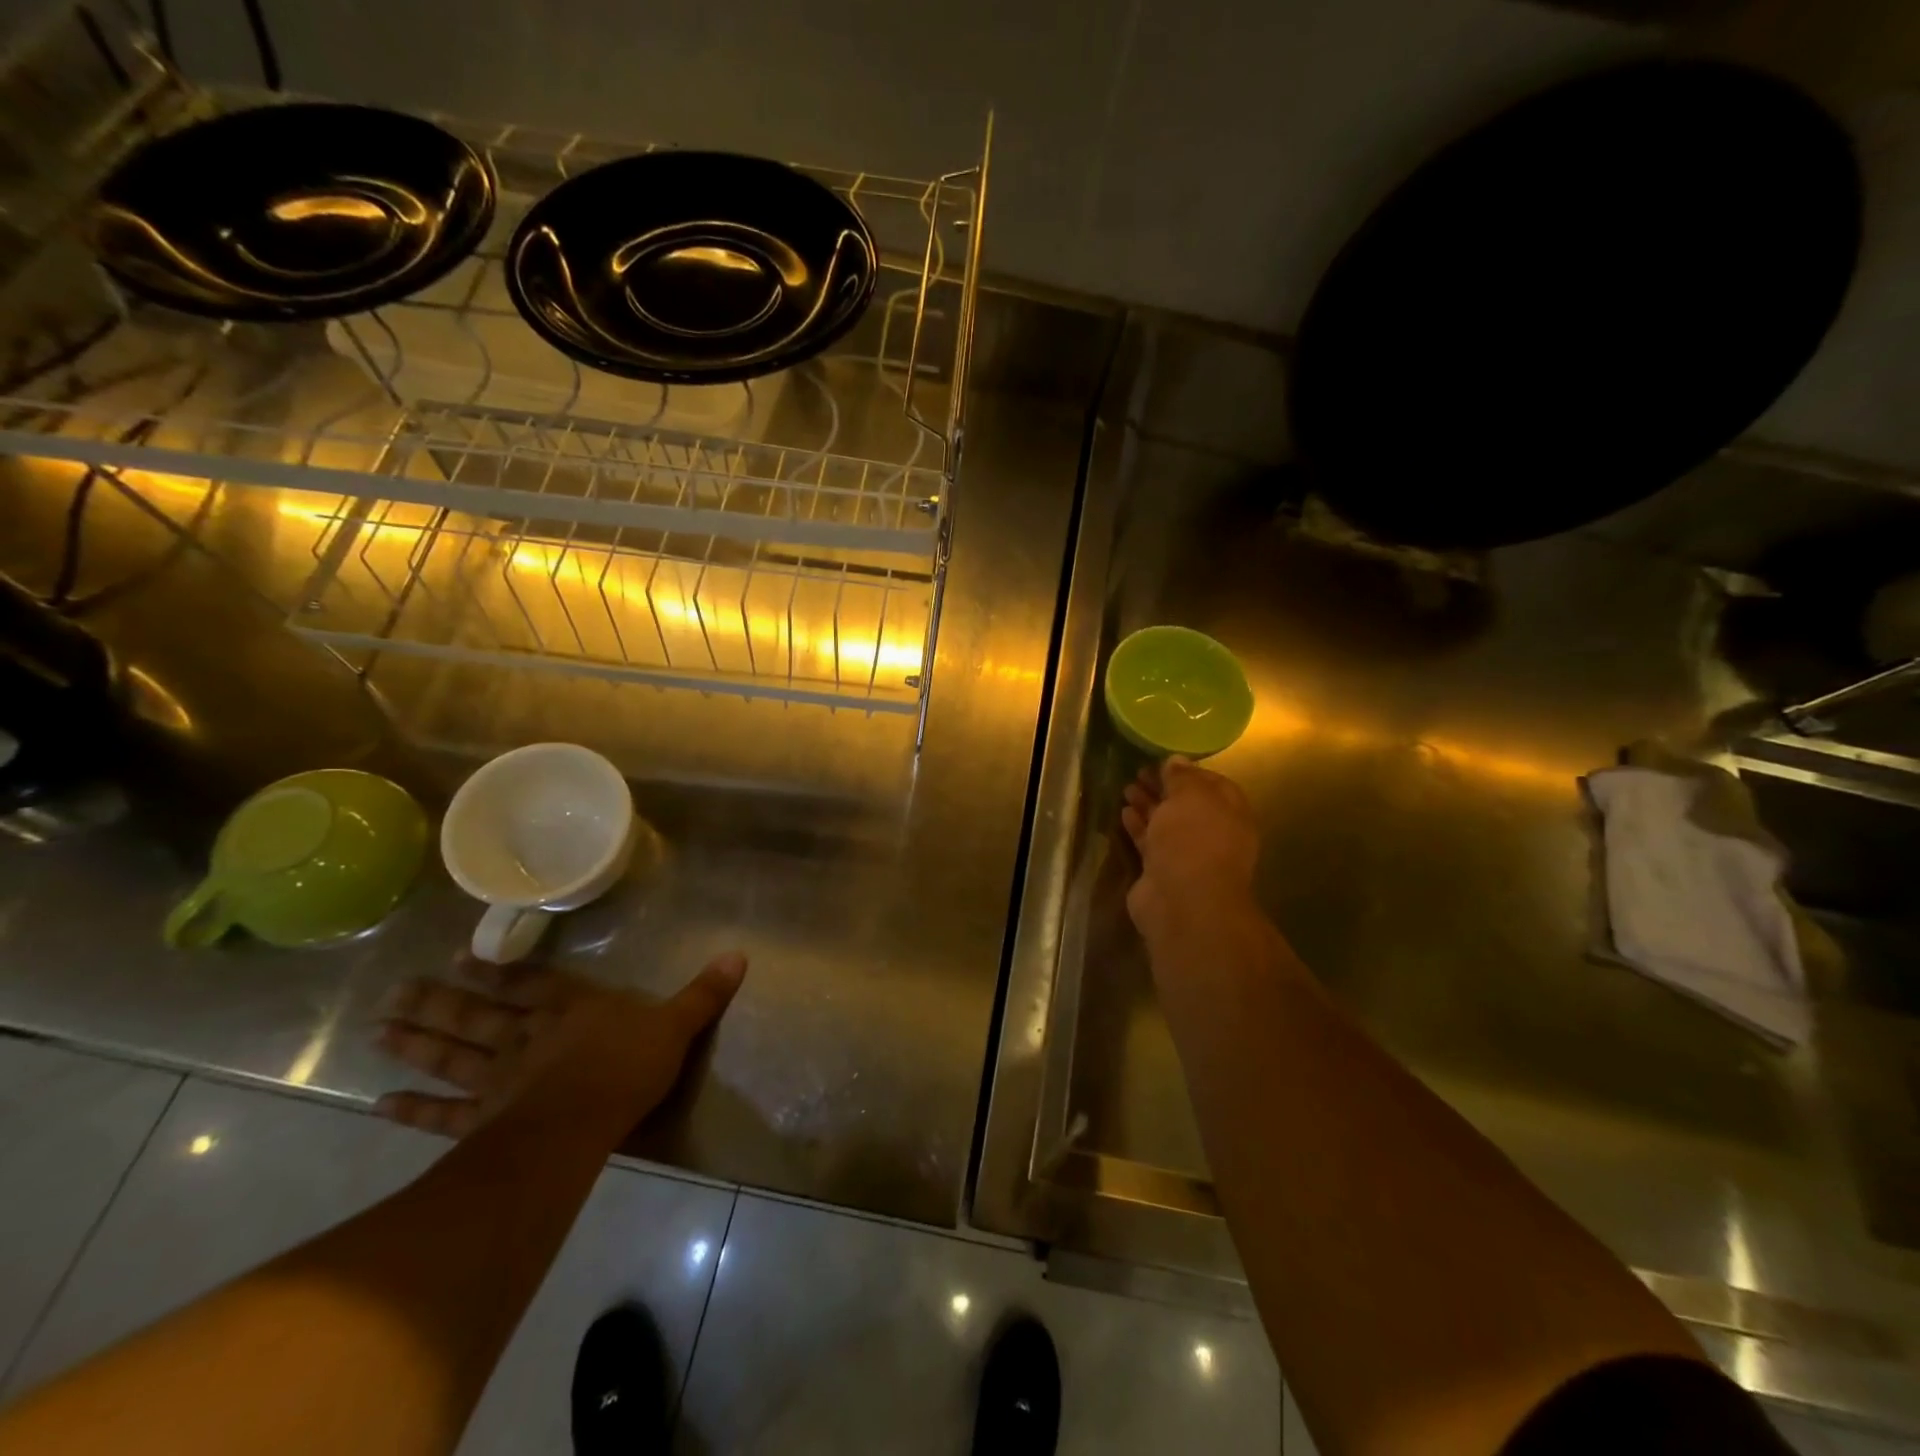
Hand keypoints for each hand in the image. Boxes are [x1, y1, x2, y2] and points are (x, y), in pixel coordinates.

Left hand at [372, 952, 745, 1137]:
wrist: (582, 1121)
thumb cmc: (629, 1068)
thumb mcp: (676, 1025)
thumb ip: (702, 994)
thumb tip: (739, 955)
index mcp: (571, 1009)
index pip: (531, 984)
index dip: (498, 971)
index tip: (459, 958)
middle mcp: (527, 1036)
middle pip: (477, 1016)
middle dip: (439, 1002)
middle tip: (395, 991)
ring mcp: (499, 1078)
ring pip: (451, 1055)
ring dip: (416, 1042)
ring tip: (378, 1027)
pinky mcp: (482, 1119)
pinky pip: (442, 1114)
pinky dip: (411, 1110)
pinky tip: (377, 1104)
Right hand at [1121, 757, 1260, 945]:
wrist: (1183, 902)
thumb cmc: (1194, 840)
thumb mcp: (1191, 796)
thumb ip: (1182, 777)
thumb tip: (1176, 761)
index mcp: (1230, 814)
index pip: (1213, 785)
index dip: (1189, 772)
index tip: (1164, 761)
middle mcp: (1212, 834)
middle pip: (1186, 805)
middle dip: (1164, 788)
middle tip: (1139, 771)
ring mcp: (1187, 856)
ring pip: (1166, 824)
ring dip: (1148, 805)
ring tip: (1126, 787)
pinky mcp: (1162, 873)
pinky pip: (1149, 843)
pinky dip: (1138, 827)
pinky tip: (1124, 812)